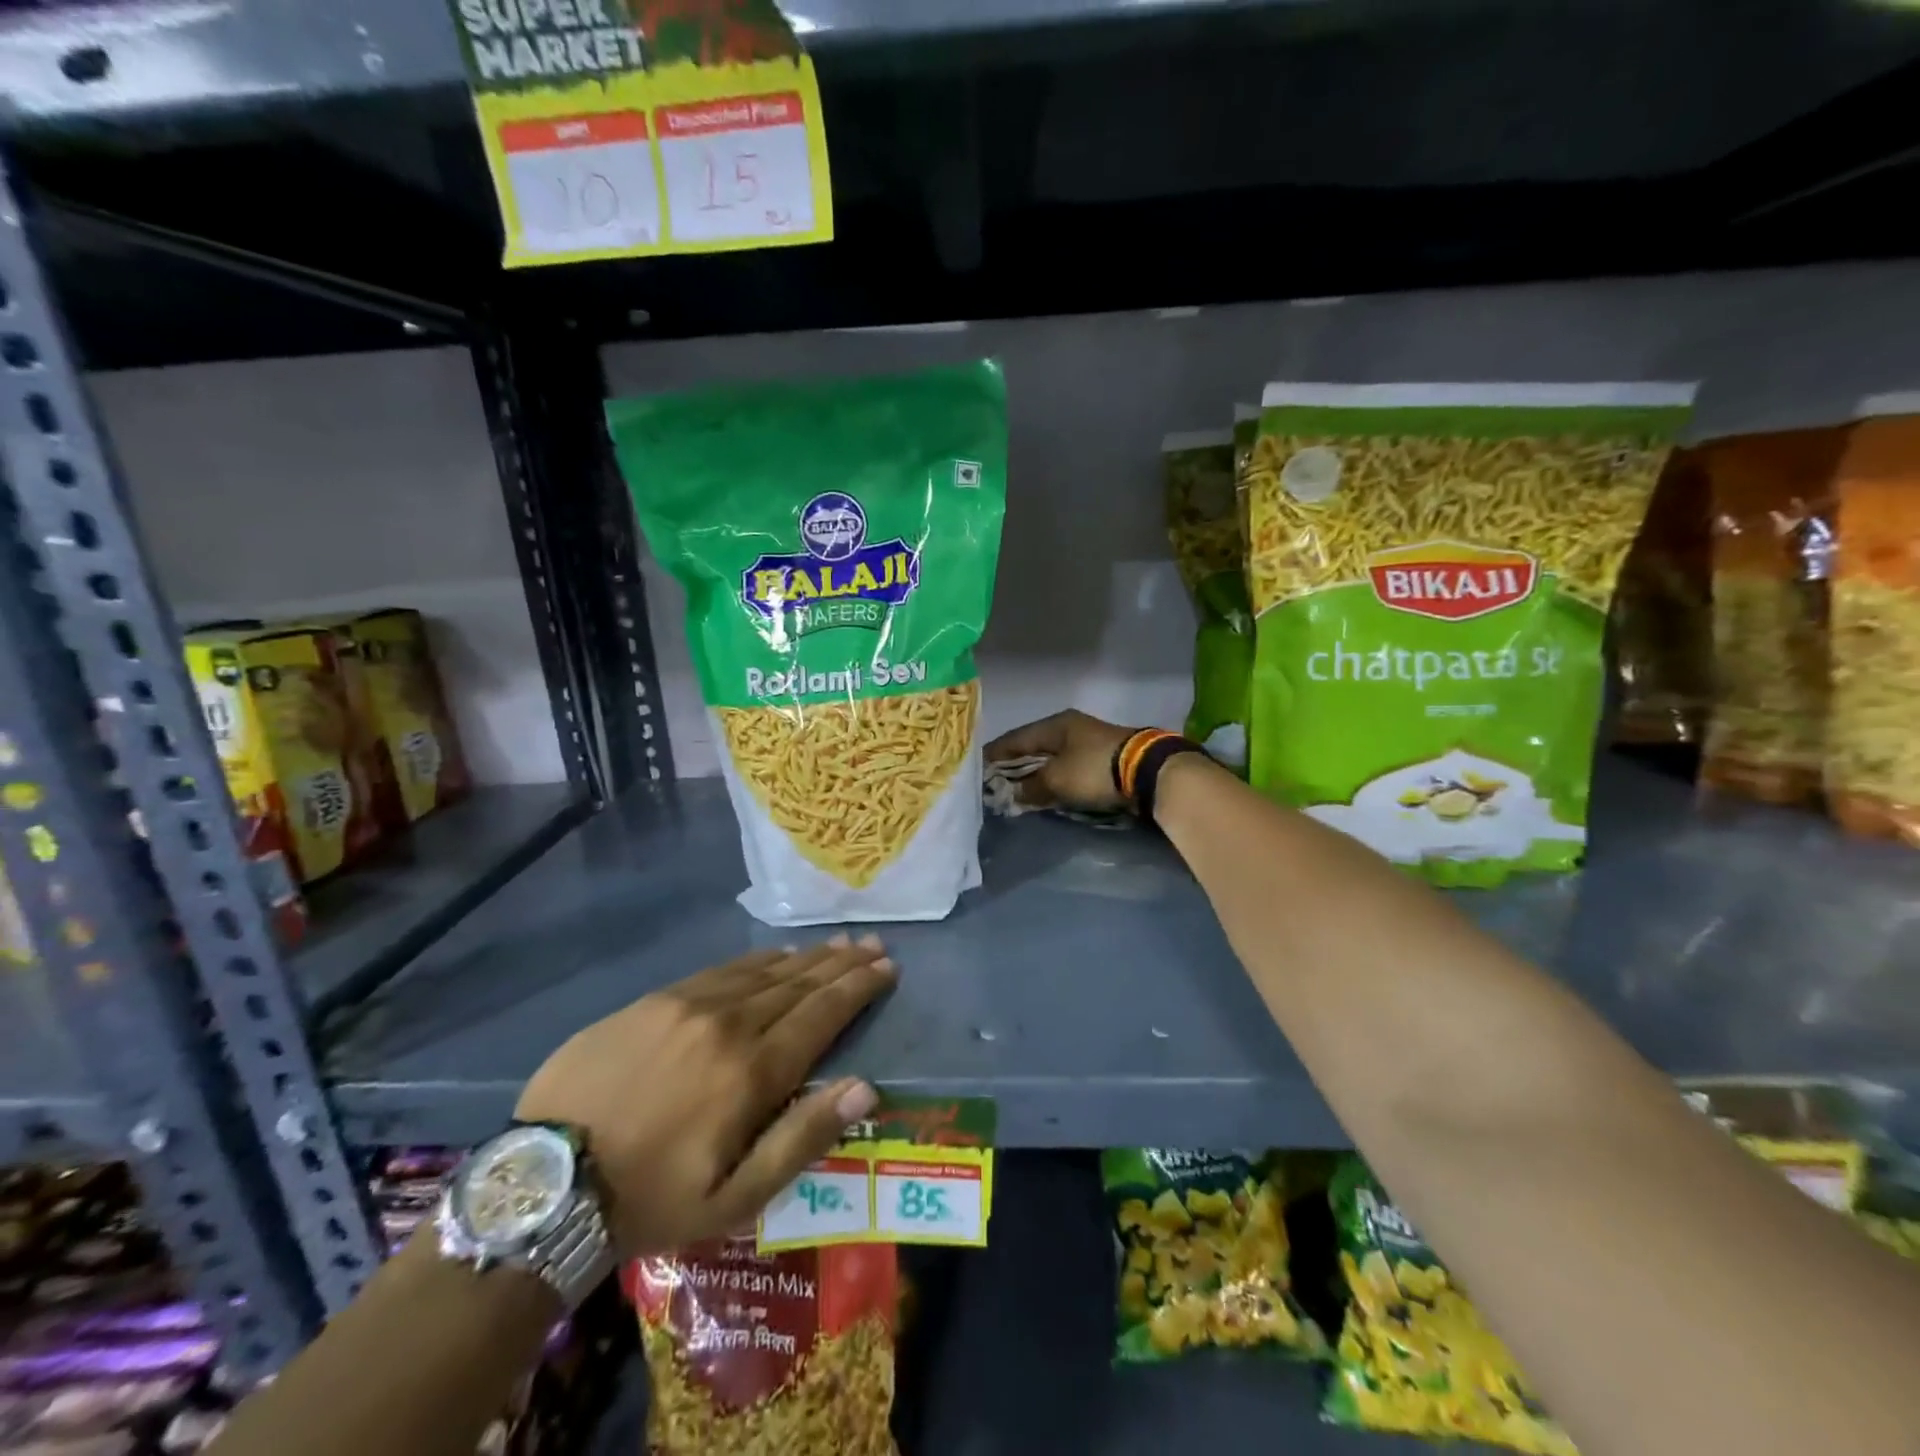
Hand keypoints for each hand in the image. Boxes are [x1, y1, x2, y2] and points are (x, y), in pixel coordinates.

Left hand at [516, 936, 896, 1256]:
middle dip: (841, 964)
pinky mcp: (654, 1000)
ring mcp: (688, 1005)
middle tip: (872, 945)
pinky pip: (721, 969)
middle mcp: (728, 1023)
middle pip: (798, 984)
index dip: (858, 988)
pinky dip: (758, 960)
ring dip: (805, 957)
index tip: (887, 968)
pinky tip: (774, 955)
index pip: (822, 1014)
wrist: (546, 1184)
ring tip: (836, 945)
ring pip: (763, 970)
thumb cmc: (651, 1200)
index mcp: (752, 1071)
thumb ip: (802, 1138)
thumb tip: (864, 1086)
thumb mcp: (734, 1199)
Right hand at [985, 710, 1135, 812]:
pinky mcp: (1101, 759)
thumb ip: (1029, 787)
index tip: (976, 770)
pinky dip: (1052, 779)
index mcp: (1054, 725)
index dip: (994, 755)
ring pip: (1050, 759)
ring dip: (1034, 774)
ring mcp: (1087, 742)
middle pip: (1032, 748)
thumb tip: (1011, 794)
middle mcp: (1069, 728)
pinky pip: (1066, 769)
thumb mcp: (1056, 779)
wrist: (1147, 772)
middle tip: (993, 783)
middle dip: (1012, 766)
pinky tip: (1044, 791)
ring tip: (1016, 791)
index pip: (1014, 739)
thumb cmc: (1094, 769)